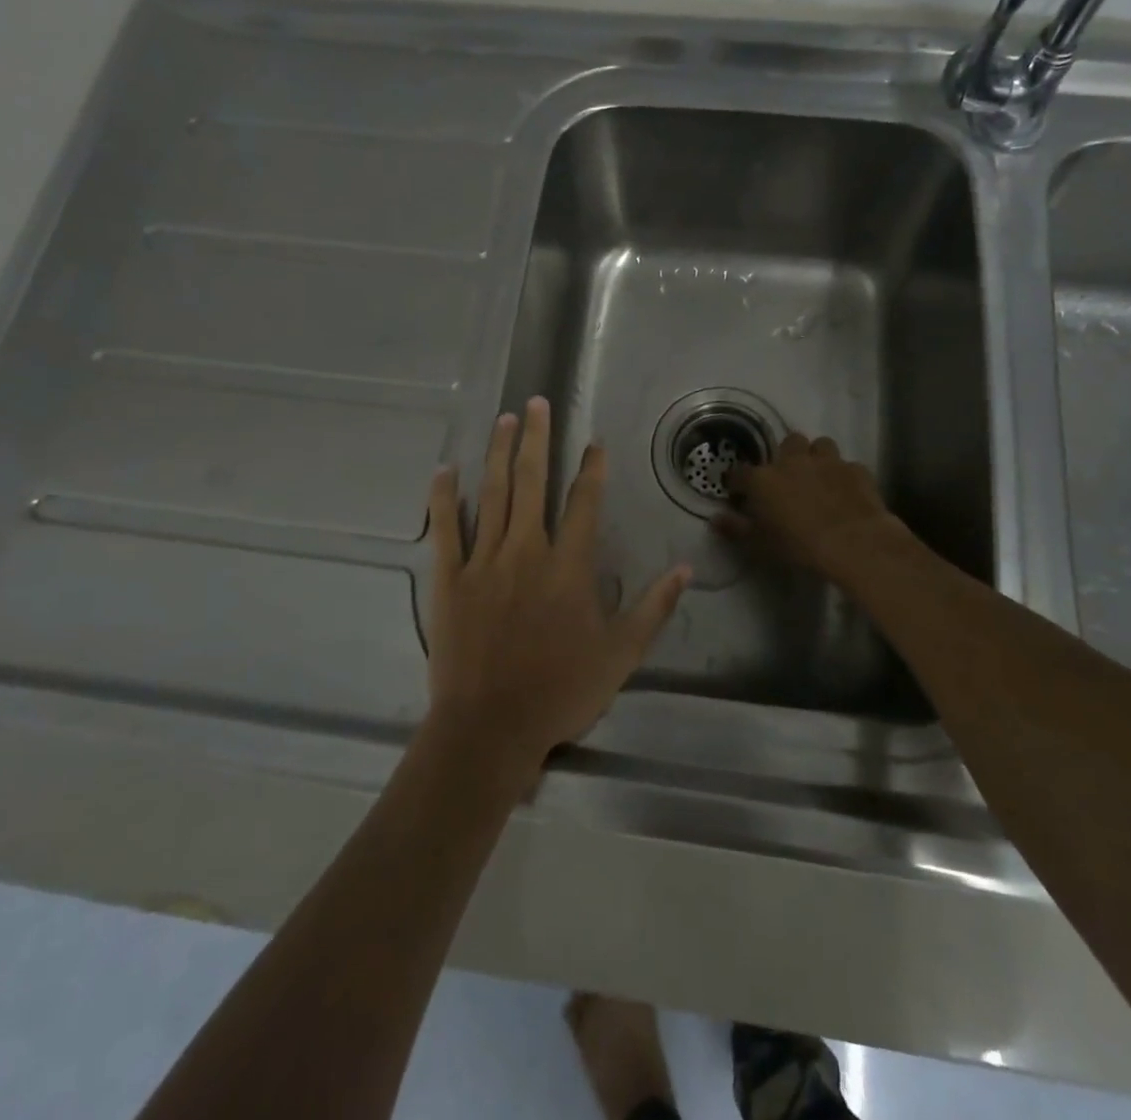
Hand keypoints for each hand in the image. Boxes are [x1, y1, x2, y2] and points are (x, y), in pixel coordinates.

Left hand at [424, 396, 691, 773]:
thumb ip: (653, 609)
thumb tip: (685, 569)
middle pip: (532, 482)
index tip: (594, 441)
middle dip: (536, 438)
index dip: (592, 469)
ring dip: (498, 453)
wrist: (492, 726)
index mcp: (568, 566)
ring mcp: (484, 561)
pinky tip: (445, 468)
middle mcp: (526, 550)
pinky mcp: (450, 579)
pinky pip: (446, 529)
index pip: (584, 503)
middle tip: (536, 402)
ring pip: (492, 494)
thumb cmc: (561, 691)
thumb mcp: (621, 655)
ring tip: (503, 418)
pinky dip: (445, 497)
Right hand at [721, 433, 912, 583]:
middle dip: (787, 456)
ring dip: (817, 458)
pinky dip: (844, 476)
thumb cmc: (798, 546)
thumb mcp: (759, 544)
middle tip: (788, 478)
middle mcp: (793, 461)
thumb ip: (735, 528)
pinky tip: (846, 492)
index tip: (738, 493)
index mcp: (763, 479)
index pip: (740, 473)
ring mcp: (828, 462)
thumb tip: (716, 519)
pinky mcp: (856, 470)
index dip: (737, 482)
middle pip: (788, 443)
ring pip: (821, 445)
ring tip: (819, 477)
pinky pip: (848, 466)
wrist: (853, 544)